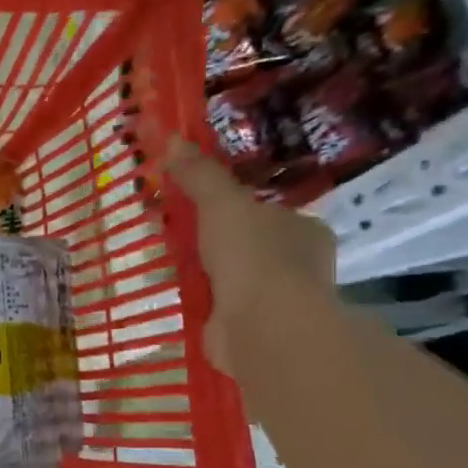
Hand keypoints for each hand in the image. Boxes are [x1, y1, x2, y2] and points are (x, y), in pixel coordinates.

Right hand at [156, 138, 335, 375]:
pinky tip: (175, 294)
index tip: (194, 204)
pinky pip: (219, 306)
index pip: (264, 210)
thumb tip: (170, 138)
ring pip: (232, 275)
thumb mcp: (222, 204)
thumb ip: (199, 175)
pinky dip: (199, 300)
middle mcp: (298, 264)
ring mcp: (277, 300)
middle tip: (171, 230)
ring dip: (203, 270)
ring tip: (164, 261)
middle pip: (246, 242)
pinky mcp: (252, 329)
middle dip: (211, 238)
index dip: (229, 205)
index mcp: (303, 229)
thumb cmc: (254, 257)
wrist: (264, 329)